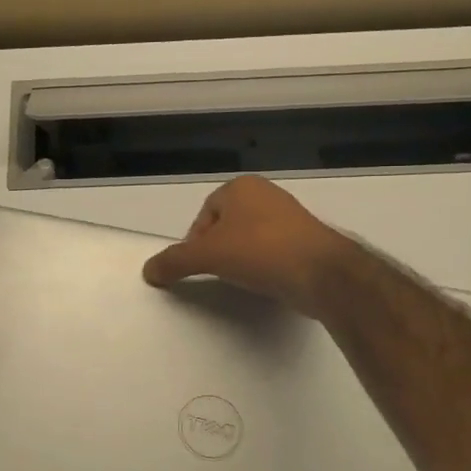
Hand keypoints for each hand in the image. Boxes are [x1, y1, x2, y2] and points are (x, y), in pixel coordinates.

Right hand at [142, 175, 358, 321]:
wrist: (322, 273)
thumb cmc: (260, 251)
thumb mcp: (207, 256)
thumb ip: (174, 261)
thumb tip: (148, 271)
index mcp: (241, 187)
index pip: (204, 214)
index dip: (195, 242)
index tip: (198, 265)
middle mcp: (266, 194)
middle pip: (225, 227)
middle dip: (218, 250)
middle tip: (217, 273)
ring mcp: (290, 217)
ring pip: (249, 240)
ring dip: (241, 259)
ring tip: (241, 280)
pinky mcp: (307, 241)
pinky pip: (272, 252)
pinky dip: (264, 267)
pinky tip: (264, 283)